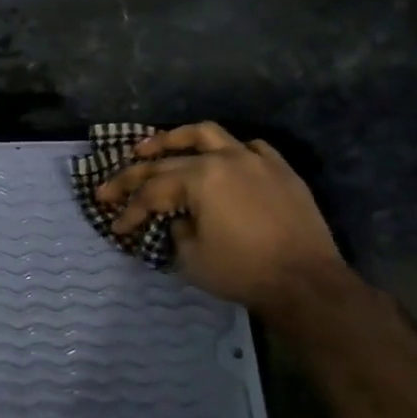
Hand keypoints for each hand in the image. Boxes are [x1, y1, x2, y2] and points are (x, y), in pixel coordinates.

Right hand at [96, 122, 350, 317]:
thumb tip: (177, 219)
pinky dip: (227, 151)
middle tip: (110, 188)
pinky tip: (220, 160)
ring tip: (153, 148)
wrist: (306, 282)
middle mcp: (224, 159)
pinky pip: (249, 148)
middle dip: (134, 176)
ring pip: (208, 135)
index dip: (129, 211)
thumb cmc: (242, 271)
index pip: (152, 191)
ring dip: (175, 139)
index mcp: (200, 179)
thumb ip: (175, 229)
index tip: (116, 228)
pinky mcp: (280, 170)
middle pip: (168, 161)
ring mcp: (255, 160)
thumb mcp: (191, 258)